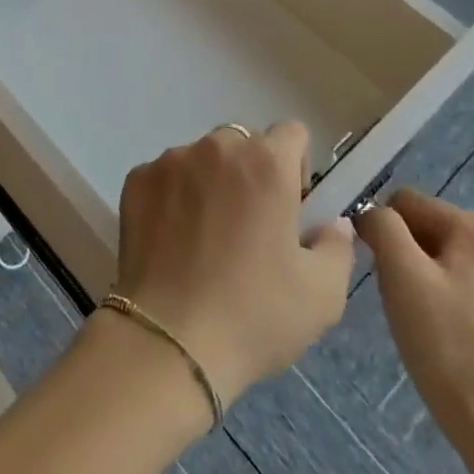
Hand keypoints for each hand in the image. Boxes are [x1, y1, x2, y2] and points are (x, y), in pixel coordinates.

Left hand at [114, 121, 355, 409]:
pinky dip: (173, 197)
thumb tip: (332, 222)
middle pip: (243, 143)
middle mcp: (216, 147)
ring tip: (206, 238)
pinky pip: (164, 177)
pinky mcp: (136, 179)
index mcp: (267, 163)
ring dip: (210, 182)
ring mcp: (170, 160)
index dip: (297, 167)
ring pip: (200, 158)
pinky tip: (173, 243)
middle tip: (250, 226)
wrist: (169, 339)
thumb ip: (336, 246)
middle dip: (252, 173)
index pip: (292, 134)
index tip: (291, 208)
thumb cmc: (255, 315)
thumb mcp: (322, 294)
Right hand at [356, 189, 473, 467]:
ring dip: (423, 279)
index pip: (404, 203)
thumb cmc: (446, 345)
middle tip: (398, 298)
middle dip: (404, 256)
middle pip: (426, 229)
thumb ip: (381, 226)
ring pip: (444, 259)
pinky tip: (444, 334)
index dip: (381, 230)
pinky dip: (447, 300)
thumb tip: (369, 213)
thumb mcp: (400, 274)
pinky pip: (466, 286)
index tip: (377, 271)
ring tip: (420, 319)